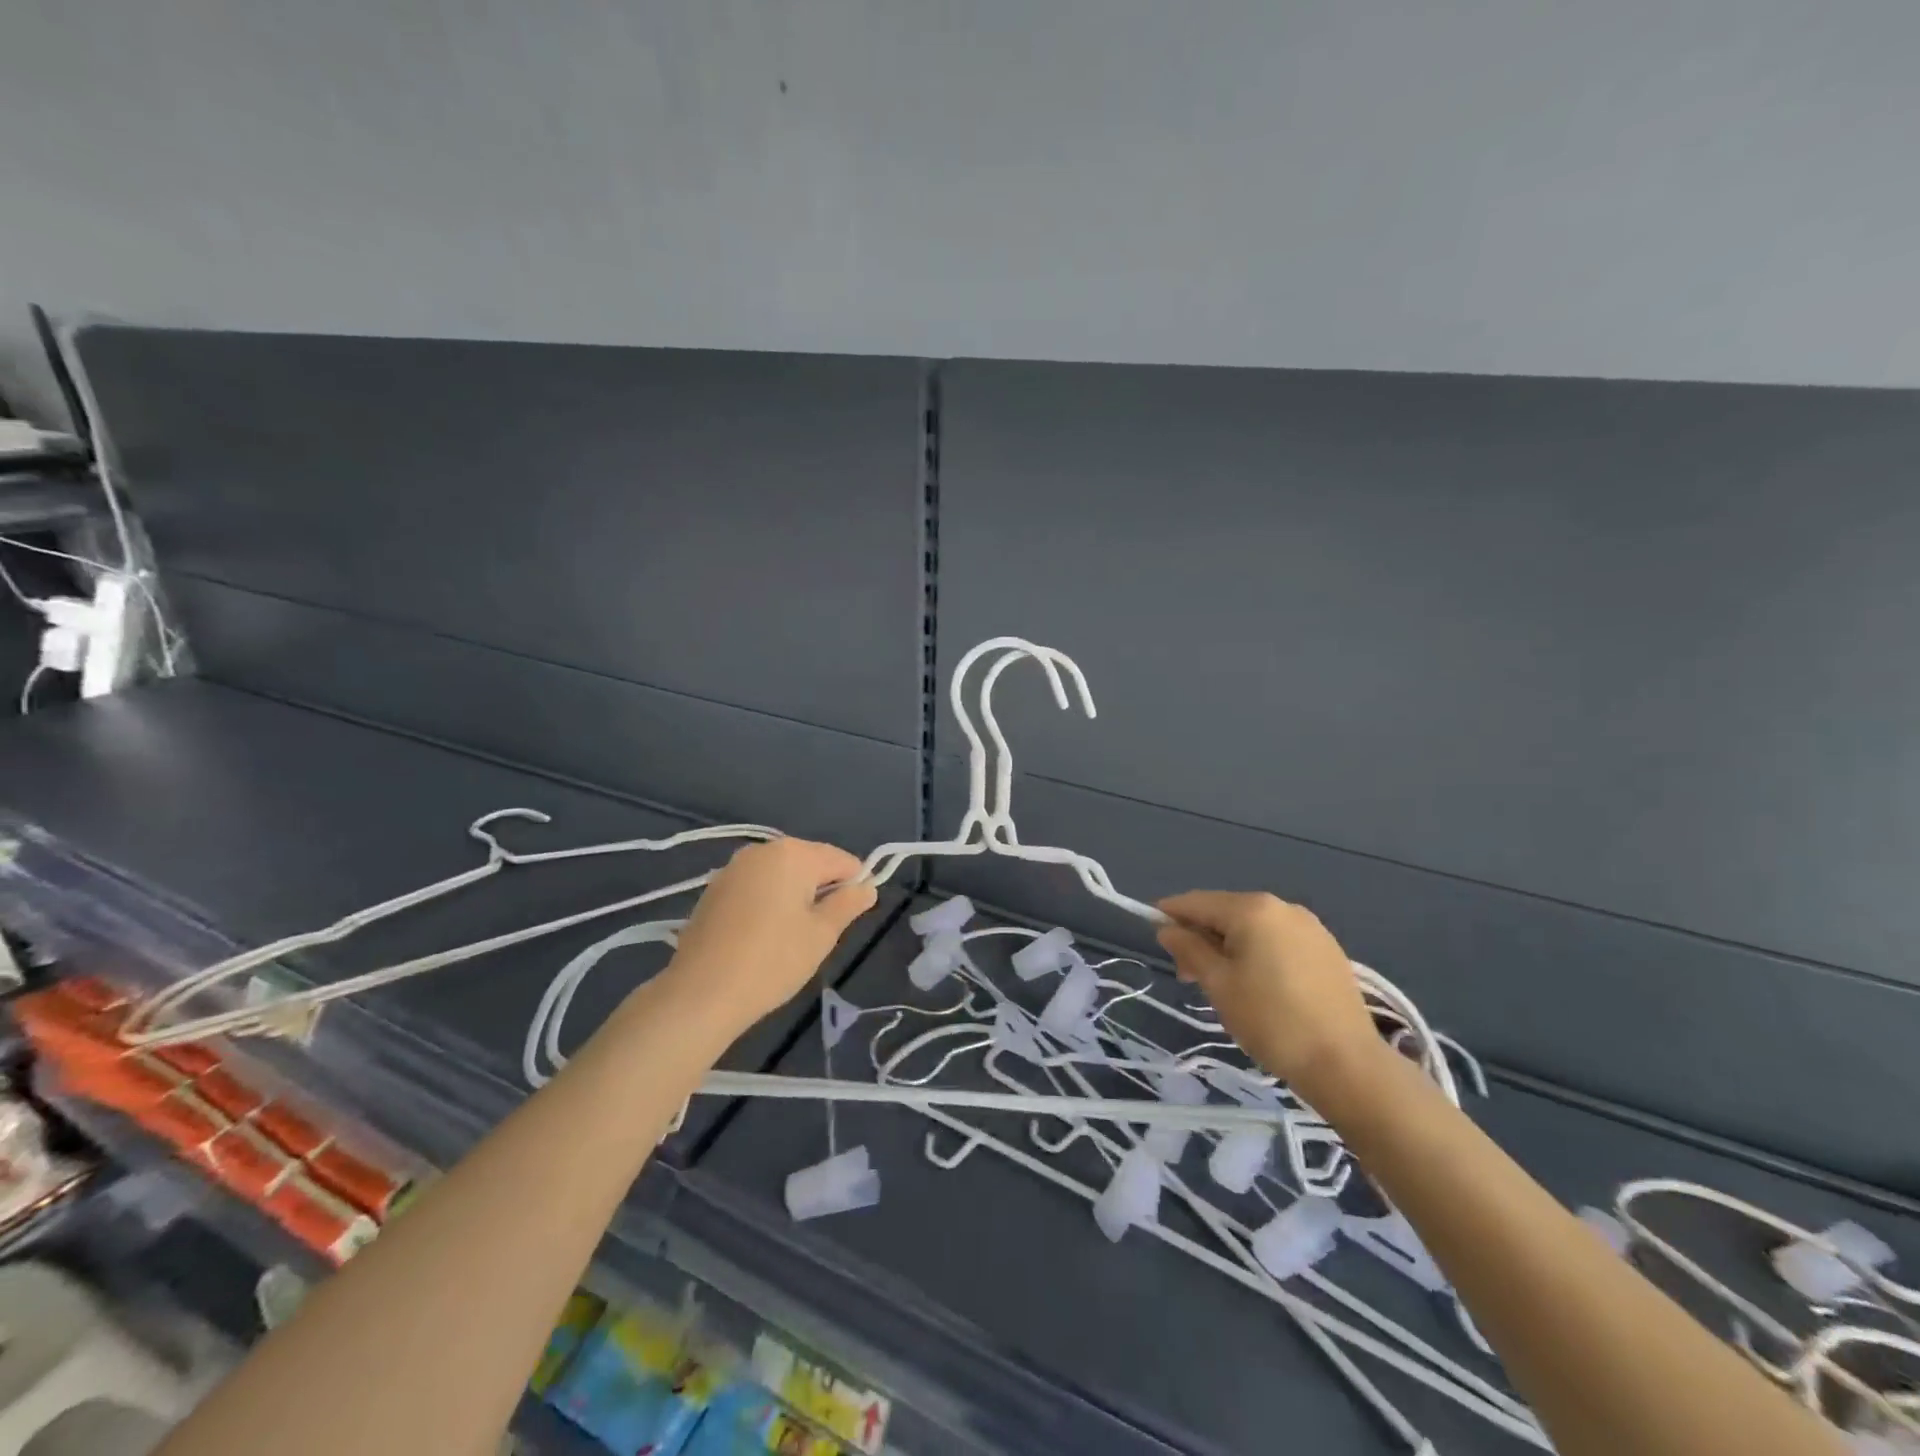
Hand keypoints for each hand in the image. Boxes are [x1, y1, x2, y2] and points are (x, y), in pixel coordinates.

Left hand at [663, 838, 878, 1035]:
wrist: (700, 993)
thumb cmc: (772, 961)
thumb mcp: (822, 935)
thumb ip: (848, 904)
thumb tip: (867, 887)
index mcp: (794, 853)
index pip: (842, 860)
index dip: (855, 886)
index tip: (851, 919)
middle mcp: (762, 850)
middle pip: (810, 862)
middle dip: (822, 890)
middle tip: (821, 932)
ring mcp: (734, 868)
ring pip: (781, 875)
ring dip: (795, 897)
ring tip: (791, 937)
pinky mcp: (714, 889)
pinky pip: (756, 887)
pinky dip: (768, 903)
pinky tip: (763, 936)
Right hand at [1155, 890, 1382, 1102]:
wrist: (1346, 1064)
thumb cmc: (1271, 1020)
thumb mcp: (1218, 984)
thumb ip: (1189, 949)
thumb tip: (1167, 929)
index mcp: (1252, 909)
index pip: (1197, 902)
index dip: (1170, 914)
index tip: (1154, 935)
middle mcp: (1282, 907)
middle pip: (1226, 912)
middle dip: (1202, 936)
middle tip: (1188, 975)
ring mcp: (1310, 927)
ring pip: (1253, 928)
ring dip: (1230, 947)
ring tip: (1222, 985)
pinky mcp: (1327, 950)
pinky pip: (1279, 941)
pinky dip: (1258, 954)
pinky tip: (1257, 986)